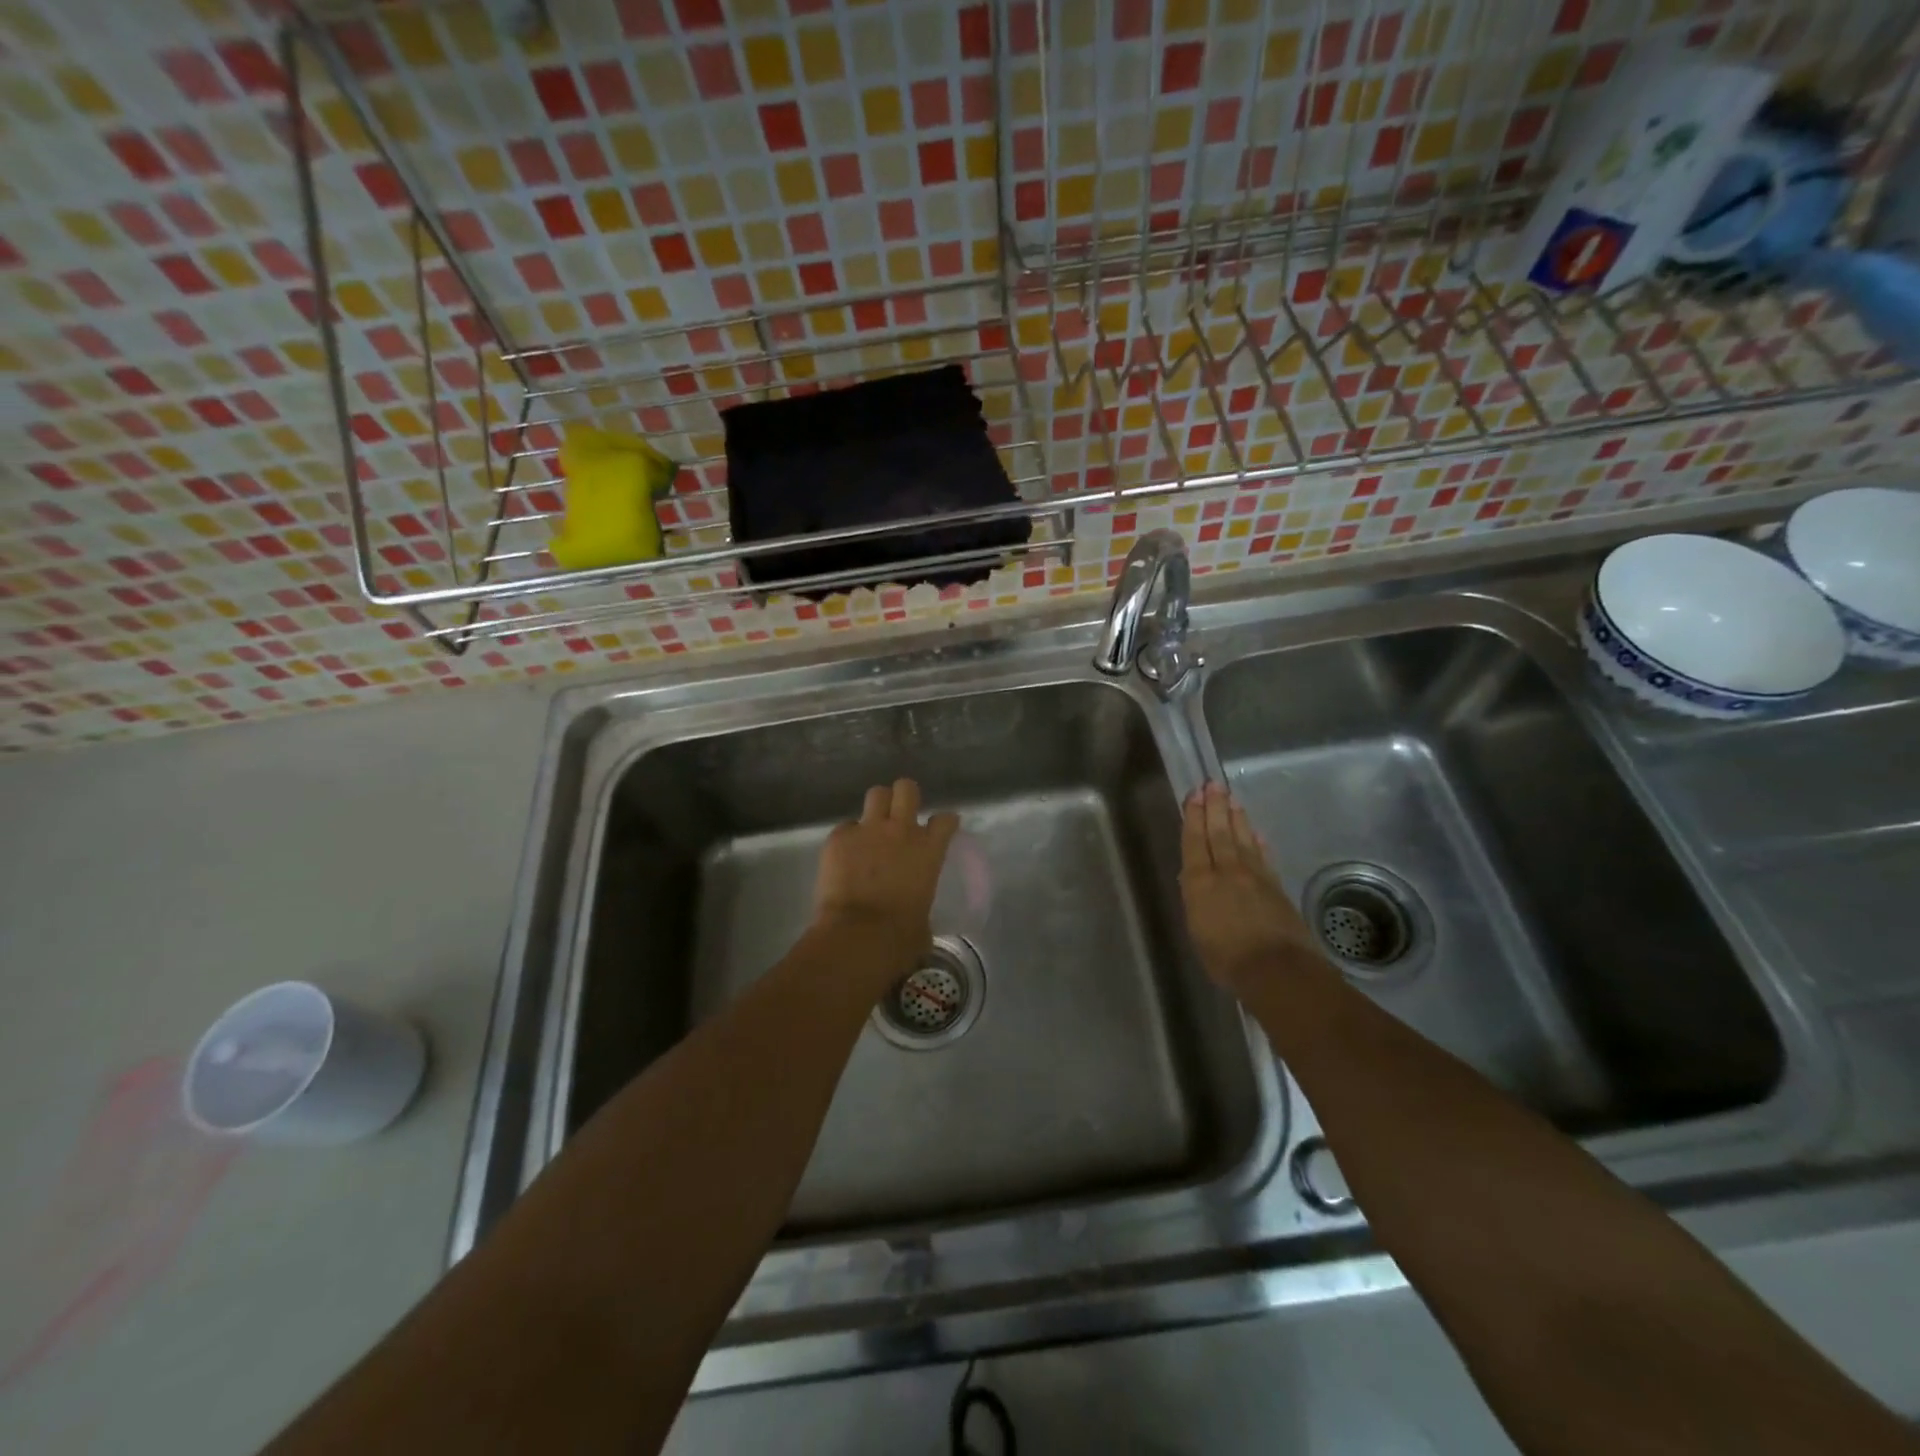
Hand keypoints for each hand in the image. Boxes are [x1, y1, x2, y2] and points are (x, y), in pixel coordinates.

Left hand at [814, 778, 959, 970]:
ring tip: (873, 824)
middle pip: (906, 789)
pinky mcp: (838, 838)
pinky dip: (847, 837)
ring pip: (876, 794)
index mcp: (929, 850)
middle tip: (900, 813)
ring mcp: (868, 830)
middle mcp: (901, 830)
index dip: (944, 822)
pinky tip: (844, 855)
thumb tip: (915, 916)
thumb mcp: (924, 919)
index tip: (941, 828)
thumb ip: (921, 902)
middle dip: (904, 797)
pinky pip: (845, 827)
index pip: (945, 820)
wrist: (857, 936)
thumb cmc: (899, 937)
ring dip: (877, 807)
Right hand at [1180, 782, 1323, 996]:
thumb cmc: (1226, 959)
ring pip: (1243, 840)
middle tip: (1213, 785)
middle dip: (1215, 808)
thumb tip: (1193, 879)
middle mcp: (1227, 872)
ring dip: (1237, 818)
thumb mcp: (1197, 931)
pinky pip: (1264, 857)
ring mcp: (1255, 877)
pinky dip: (1259, 843)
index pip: (1195, 842)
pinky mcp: (1276, 887)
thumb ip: (1196, 901)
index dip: (1193, 817)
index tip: (1194, 794)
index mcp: (1200, 883)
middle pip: (1220, 833)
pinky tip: (1257, 834)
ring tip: (1232, 800)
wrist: (1277, 970)